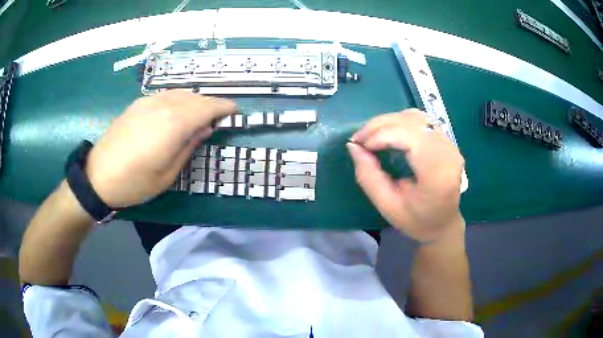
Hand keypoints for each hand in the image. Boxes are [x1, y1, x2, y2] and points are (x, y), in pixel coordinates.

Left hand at [85, 91, 236, 207]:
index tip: (234, 112)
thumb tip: (206, 128)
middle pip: (196, 98)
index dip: (224, 107)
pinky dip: (179, 100)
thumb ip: (189, 146)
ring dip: (195, 101)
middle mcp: (164, 105)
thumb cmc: (135, 182)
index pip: (208, 107)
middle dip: (211, 104)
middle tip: (218, 117)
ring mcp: (149, 102)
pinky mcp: (138, 104)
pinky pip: (166, 95)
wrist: (98, 176)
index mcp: (174, 124)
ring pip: (181, 93)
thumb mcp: (168, 173)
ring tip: (199, 116)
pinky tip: (176, 112)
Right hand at [347, 110, 464, 241]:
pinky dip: (401, 121)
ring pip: (415, 116)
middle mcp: (448, 153)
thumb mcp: (387, 205)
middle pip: (411, 122)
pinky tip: (389, 132)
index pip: (409, 138)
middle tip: (359, 139)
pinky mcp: (447, 140)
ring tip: (371, 135)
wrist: (443, 224)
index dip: (381, 135)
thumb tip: (353, 146)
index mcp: (437, 174)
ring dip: (389, 121)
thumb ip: (368, 176)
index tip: (360, 145)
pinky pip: (422, 120)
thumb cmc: (416, 221)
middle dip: (380, 125)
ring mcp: (450, 144)